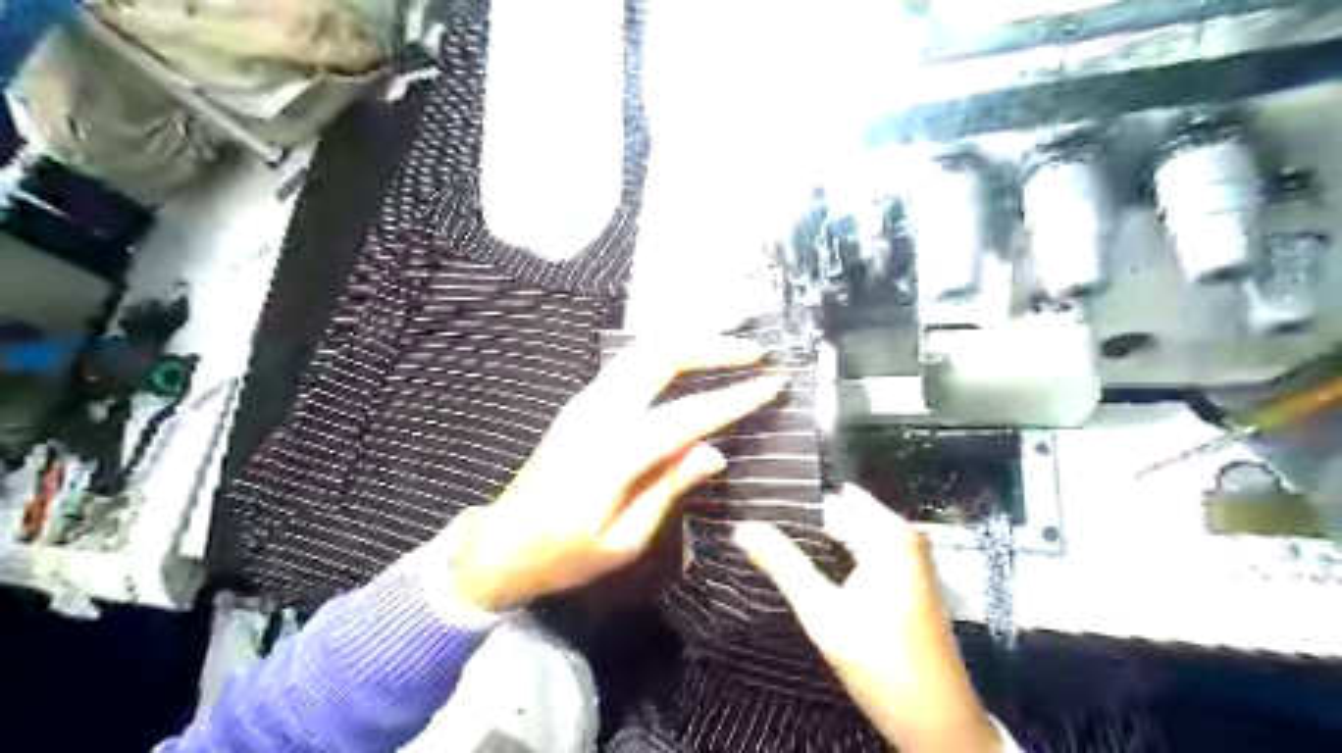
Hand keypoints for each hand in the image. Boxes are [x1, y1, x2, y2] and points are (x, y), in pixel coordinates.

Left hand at [448, 335, 787, 611]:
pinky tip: (689, 364)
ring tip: (729, 351)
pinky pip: (630, 365)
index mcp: (612, 453)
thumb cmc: (563, 555)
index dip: (734, 397)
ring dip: (688, 344)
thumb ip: (668, 489)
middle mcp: (598, 413)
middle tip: (753, 353)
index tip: (772, 383)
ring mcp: (585, 402)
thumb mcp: (622, 541)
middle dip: (711, 346)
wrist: (500, 544)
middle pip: (659, 356)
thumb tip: (714, 452)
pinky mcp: (581, 404)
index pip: (687, 415)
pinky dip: (666, 355)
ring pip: (642, 351)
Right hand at [729, 486, 1001, 749]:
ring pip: (853, 531)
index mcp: (888, 533)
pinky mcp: (909, 575)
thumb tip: (742, 528)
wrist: (937, 718)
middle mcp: (904, 534)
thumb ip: (783, 565)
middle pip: (843, 512)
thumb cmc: (881, 662)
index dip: (794, 503)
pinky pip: (866, 546)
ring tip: (776, 548)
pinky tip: (811, 567)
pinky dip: (838, 553)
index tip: (758, 507)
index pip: (832, 498)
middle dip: (805, 522)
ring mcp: (911, 555)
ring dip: (819, 539)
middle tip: (759, 533)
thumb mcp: (822, 613)